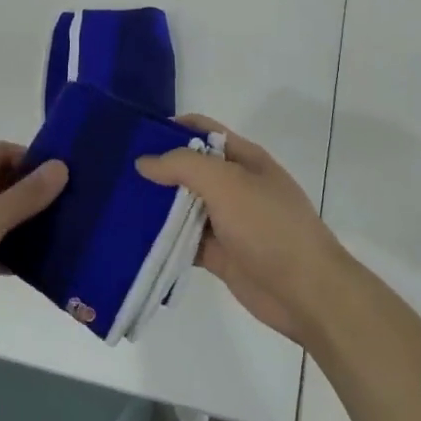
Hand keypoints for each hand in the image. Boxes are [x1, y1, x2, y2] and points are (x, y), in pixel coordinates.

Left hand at [0, 141, 66, 348]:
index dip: (34, 160)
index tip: (69, 177)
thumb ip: (23, 197)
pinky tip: (34, 265)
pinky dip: (4, 251)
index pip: (1, 152)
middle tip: (72, 207)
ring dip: (20, 224)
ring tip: (61, 234)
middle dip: (30, 193)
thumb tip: (60, 166)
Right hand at [136, 116, 349, 344]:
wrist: (305, 291)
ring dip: (155, 205)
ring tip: (115, 203)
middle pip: (189, 169)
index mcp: (244, 158)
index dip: (170, 129)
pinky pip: (183, 240)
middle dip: (157, 169)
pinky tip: (132, 238)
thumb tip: (145, 162)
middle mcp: (234, 185)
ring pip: (183, 206)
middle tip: (115, 172)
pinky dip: (162, 239)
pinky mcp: (219, 253)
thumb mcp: (227, 183)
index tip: (133, 136)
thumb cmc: (269, 226)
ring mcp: (227, 221)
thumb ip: (184, 165)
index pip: (203, 130)